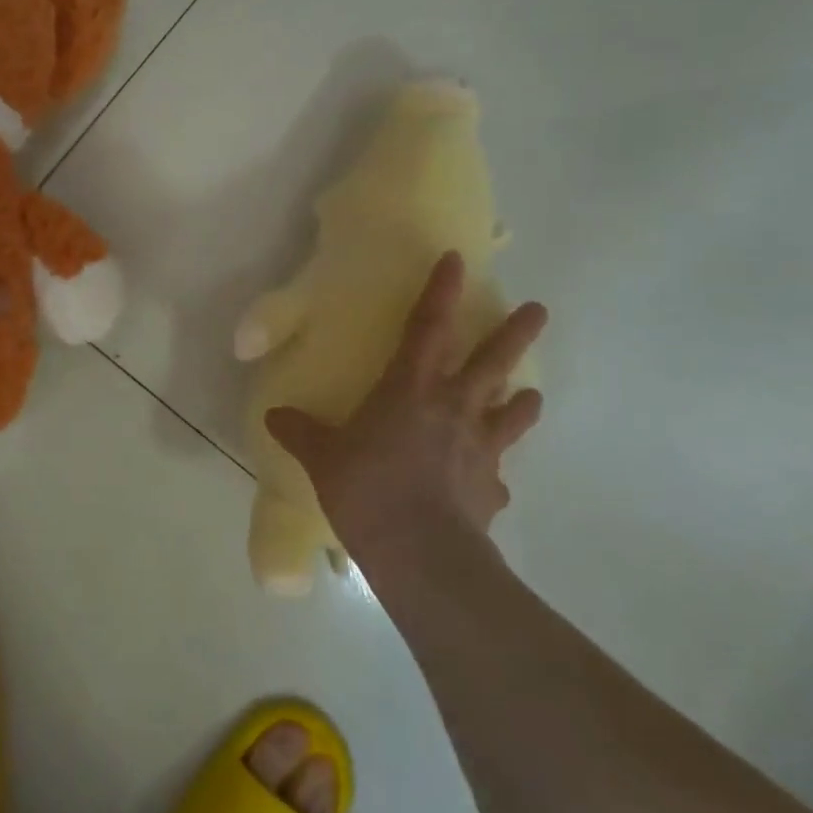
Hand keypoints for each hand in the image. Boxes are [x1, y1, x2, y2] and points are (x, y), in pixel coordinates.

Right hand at [265, 252, 545, 572]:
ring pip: (512, 412)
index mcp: (410, 390)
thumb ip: (300, 432)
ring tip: (530, 394)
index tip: (456, 260)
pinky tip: (491, 483)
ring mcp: (480, 448)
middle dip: (515, 332)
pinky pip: (497, 475)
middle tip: (538, 309)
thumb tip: (274, 417)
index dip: (440, 291)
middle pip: (492, 361)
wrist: (421, 553)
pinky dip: (494, 473)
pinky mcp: (492, 489)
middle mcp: (453, 409)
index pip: (427, 328)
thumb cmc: (367, 489)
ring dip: (522, 400)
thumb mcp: (322, 458)